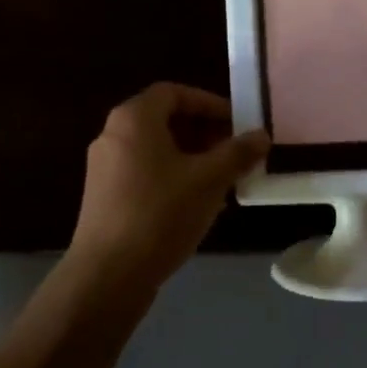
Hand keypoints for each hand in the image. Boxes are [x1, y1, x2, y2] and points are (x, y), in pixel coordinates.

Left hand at [68, 83, 269, 296]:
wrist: (108, 275)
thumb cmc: (160, 214)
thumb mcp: (208, 180)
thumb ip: (237, 153)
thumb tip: (262, 135)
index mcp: (134, 119)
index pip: (174, 92)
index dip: (208, 103)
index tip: (236, 122)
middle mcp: (113, 135)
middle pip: (164, 119)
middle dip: (203, 132)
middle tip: (234, 152)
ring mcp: (104, 167)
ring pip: (156, 149)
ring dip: (191, 157)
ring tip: (222, 180)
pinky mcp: (104, 196)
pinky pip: (144, 172)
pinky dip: (173, 176)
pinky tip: (197, 204)